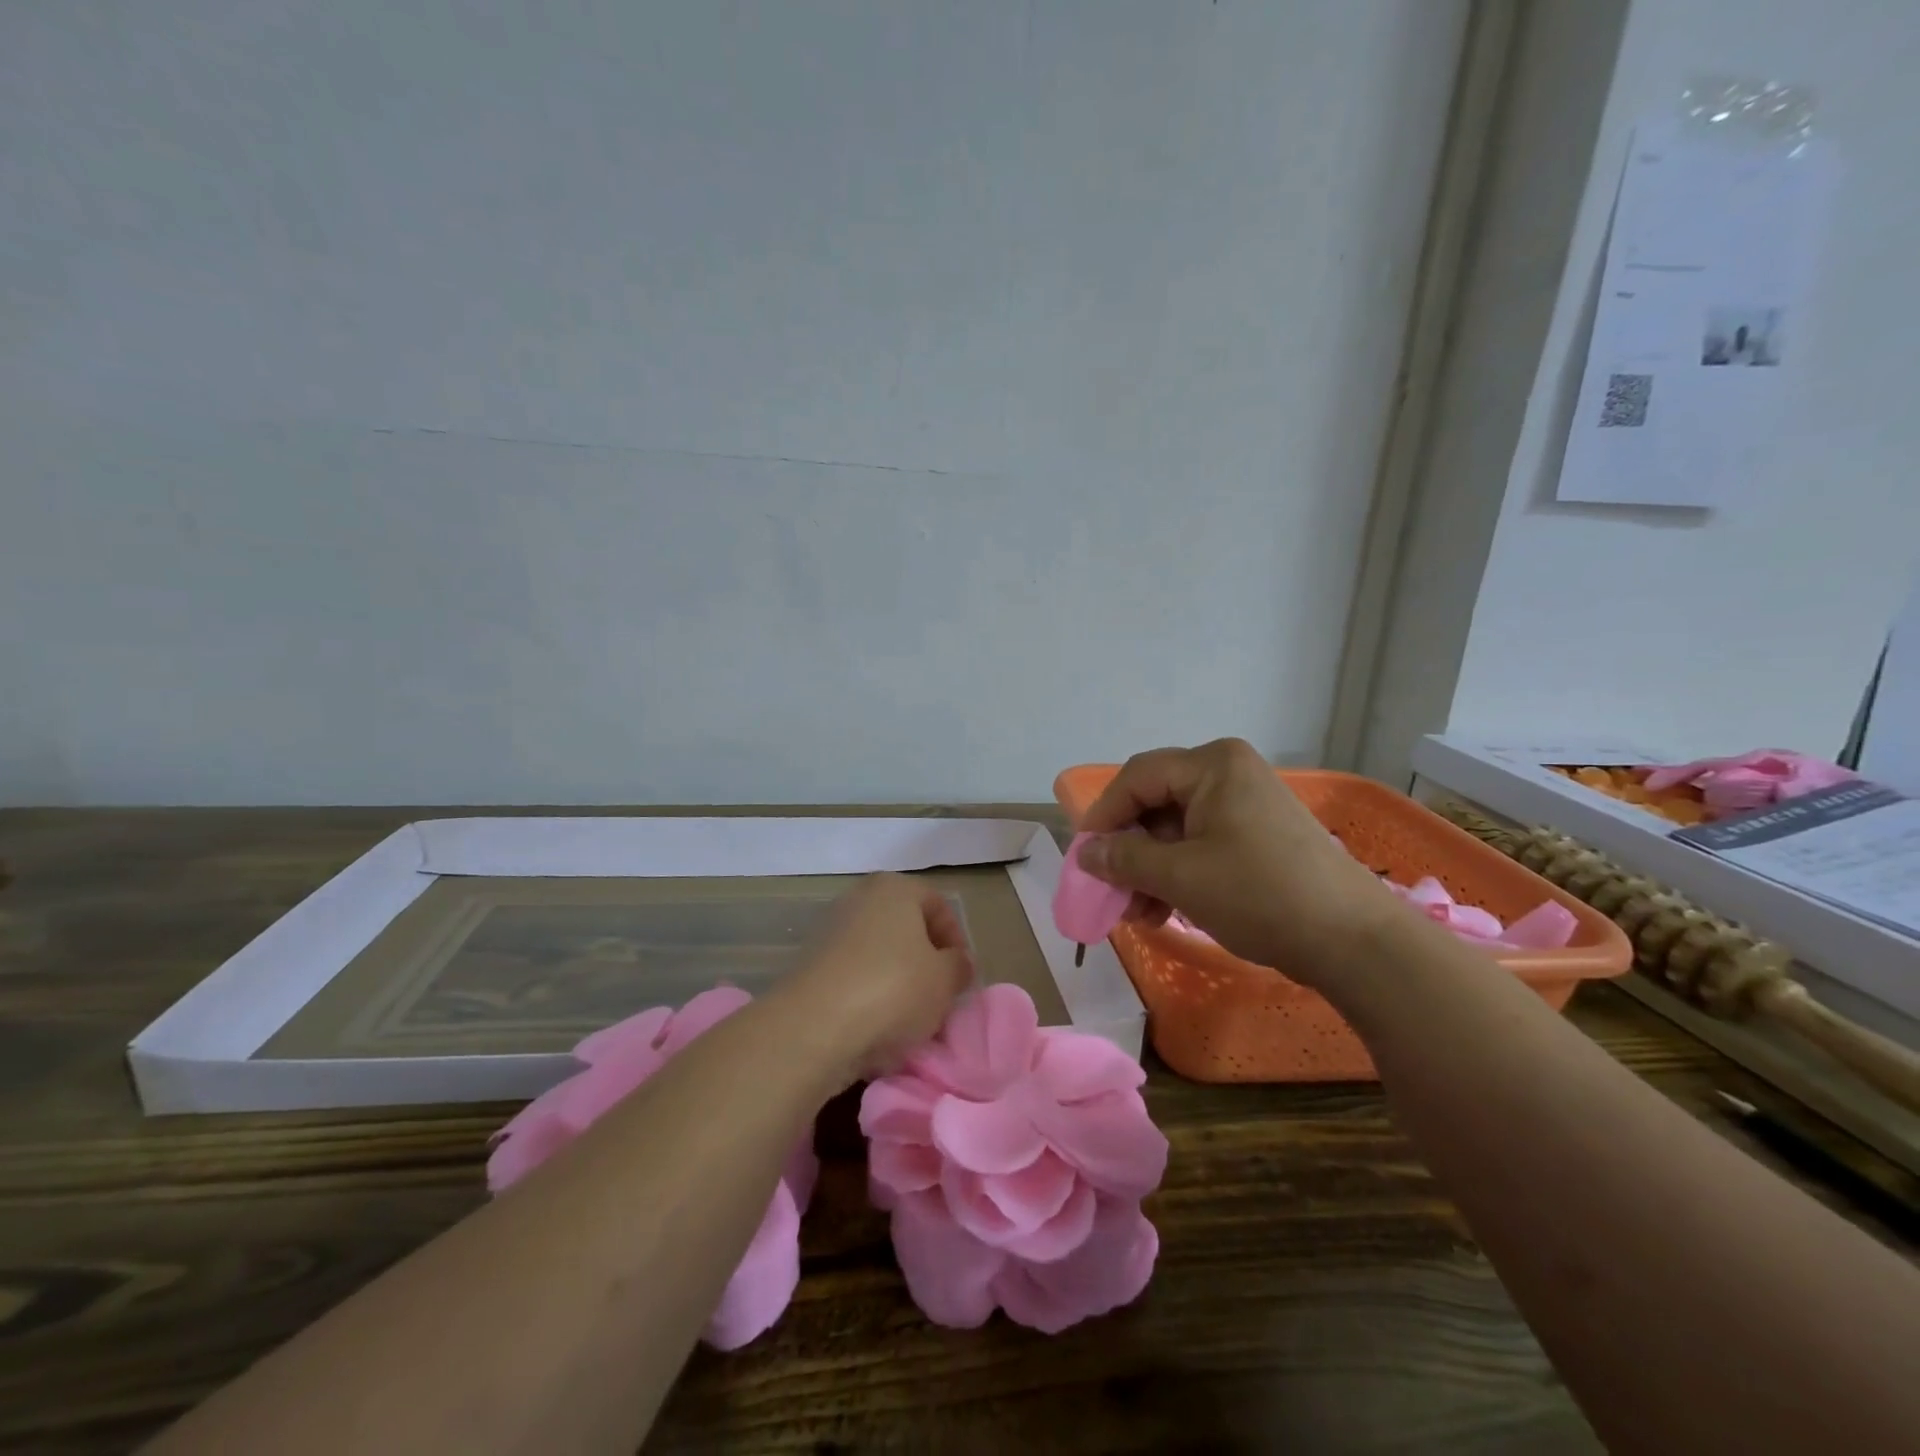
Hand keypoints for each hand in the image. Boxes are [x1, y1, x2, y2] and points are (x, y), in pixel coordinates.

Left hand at [778, 873, 972, 1082]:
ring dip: (897, 982)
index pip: (938, 906)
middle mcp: (859, 898)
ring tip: (908, 1019)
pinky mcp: (810, 965)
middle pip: (906, 929)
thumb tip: (956, 963)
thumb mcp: (946, 979)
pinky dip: (868, 996)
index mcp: (894, 888)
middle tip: (938, 998)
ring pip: (879, 955)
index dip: (956, 941)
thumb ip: (959, 966)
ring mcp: (830, 930)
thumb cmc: (893, 989)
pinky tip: (876, 1027)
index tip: (961, 977)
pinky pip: (853, 976)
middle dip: (925, 963)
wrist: (815, 1026)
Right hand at [1077, 739, 1391, 980]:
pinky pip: (1201, 844)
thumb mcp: (1181, 877)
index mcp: (1212, 765)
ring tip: (1136, 913)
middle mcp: (1228, 773)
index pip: (1137, 778)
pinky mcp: (1258, 835)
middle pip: (1156, 803)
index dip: (1103, 816)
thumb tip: (1086, 853)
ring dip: (1149, 869)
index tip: (1084, 858)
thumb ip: (1125, 859)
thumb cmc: (1260, 894)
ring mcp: (1246, 804)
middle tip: (1109, 891)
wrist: (1354, 940)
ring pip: (1176, 828)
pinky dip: (1178, 873)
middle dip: (1128, 850)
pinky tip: (1163, 911)